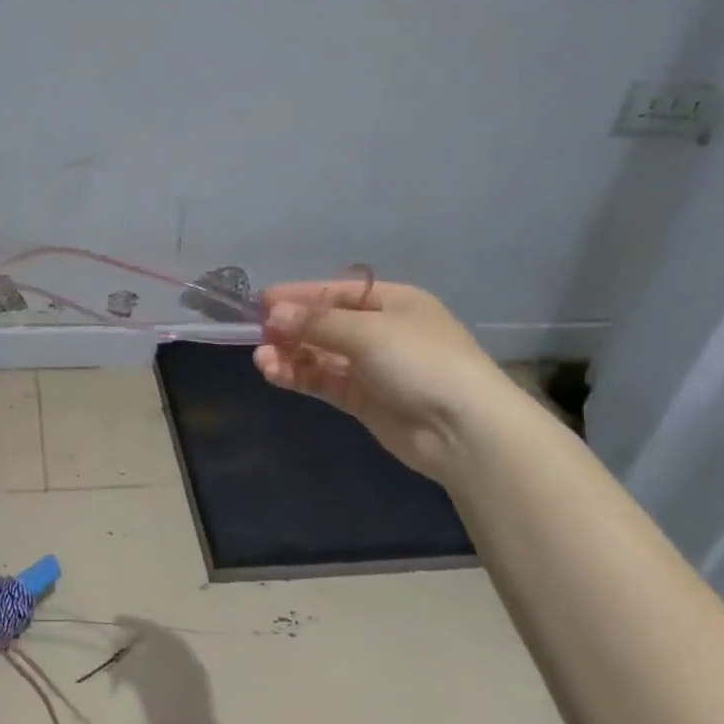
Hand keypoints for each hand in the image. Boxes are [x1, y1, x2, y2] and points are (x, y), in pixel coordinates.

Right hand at [255, 279, 517, 482]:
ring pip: (321, 354)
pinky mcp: (363, 400)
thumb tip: (273, 313)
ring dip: (291, 353)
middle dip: (291, 327)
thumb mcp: (368, 332)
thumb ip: (317, 323)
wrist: (464, 431)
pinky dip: (300, 375)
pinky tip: (275, 372)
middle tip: (258, 333)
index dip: (299, 295)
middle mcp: (381, 331)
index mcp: (392, 302)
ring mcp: (372, 367)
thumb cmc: (421, 362)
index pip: (336, 293)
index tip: (262, 301)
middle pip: (325, 324)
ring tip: (261, 358)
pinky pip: (324, 380)